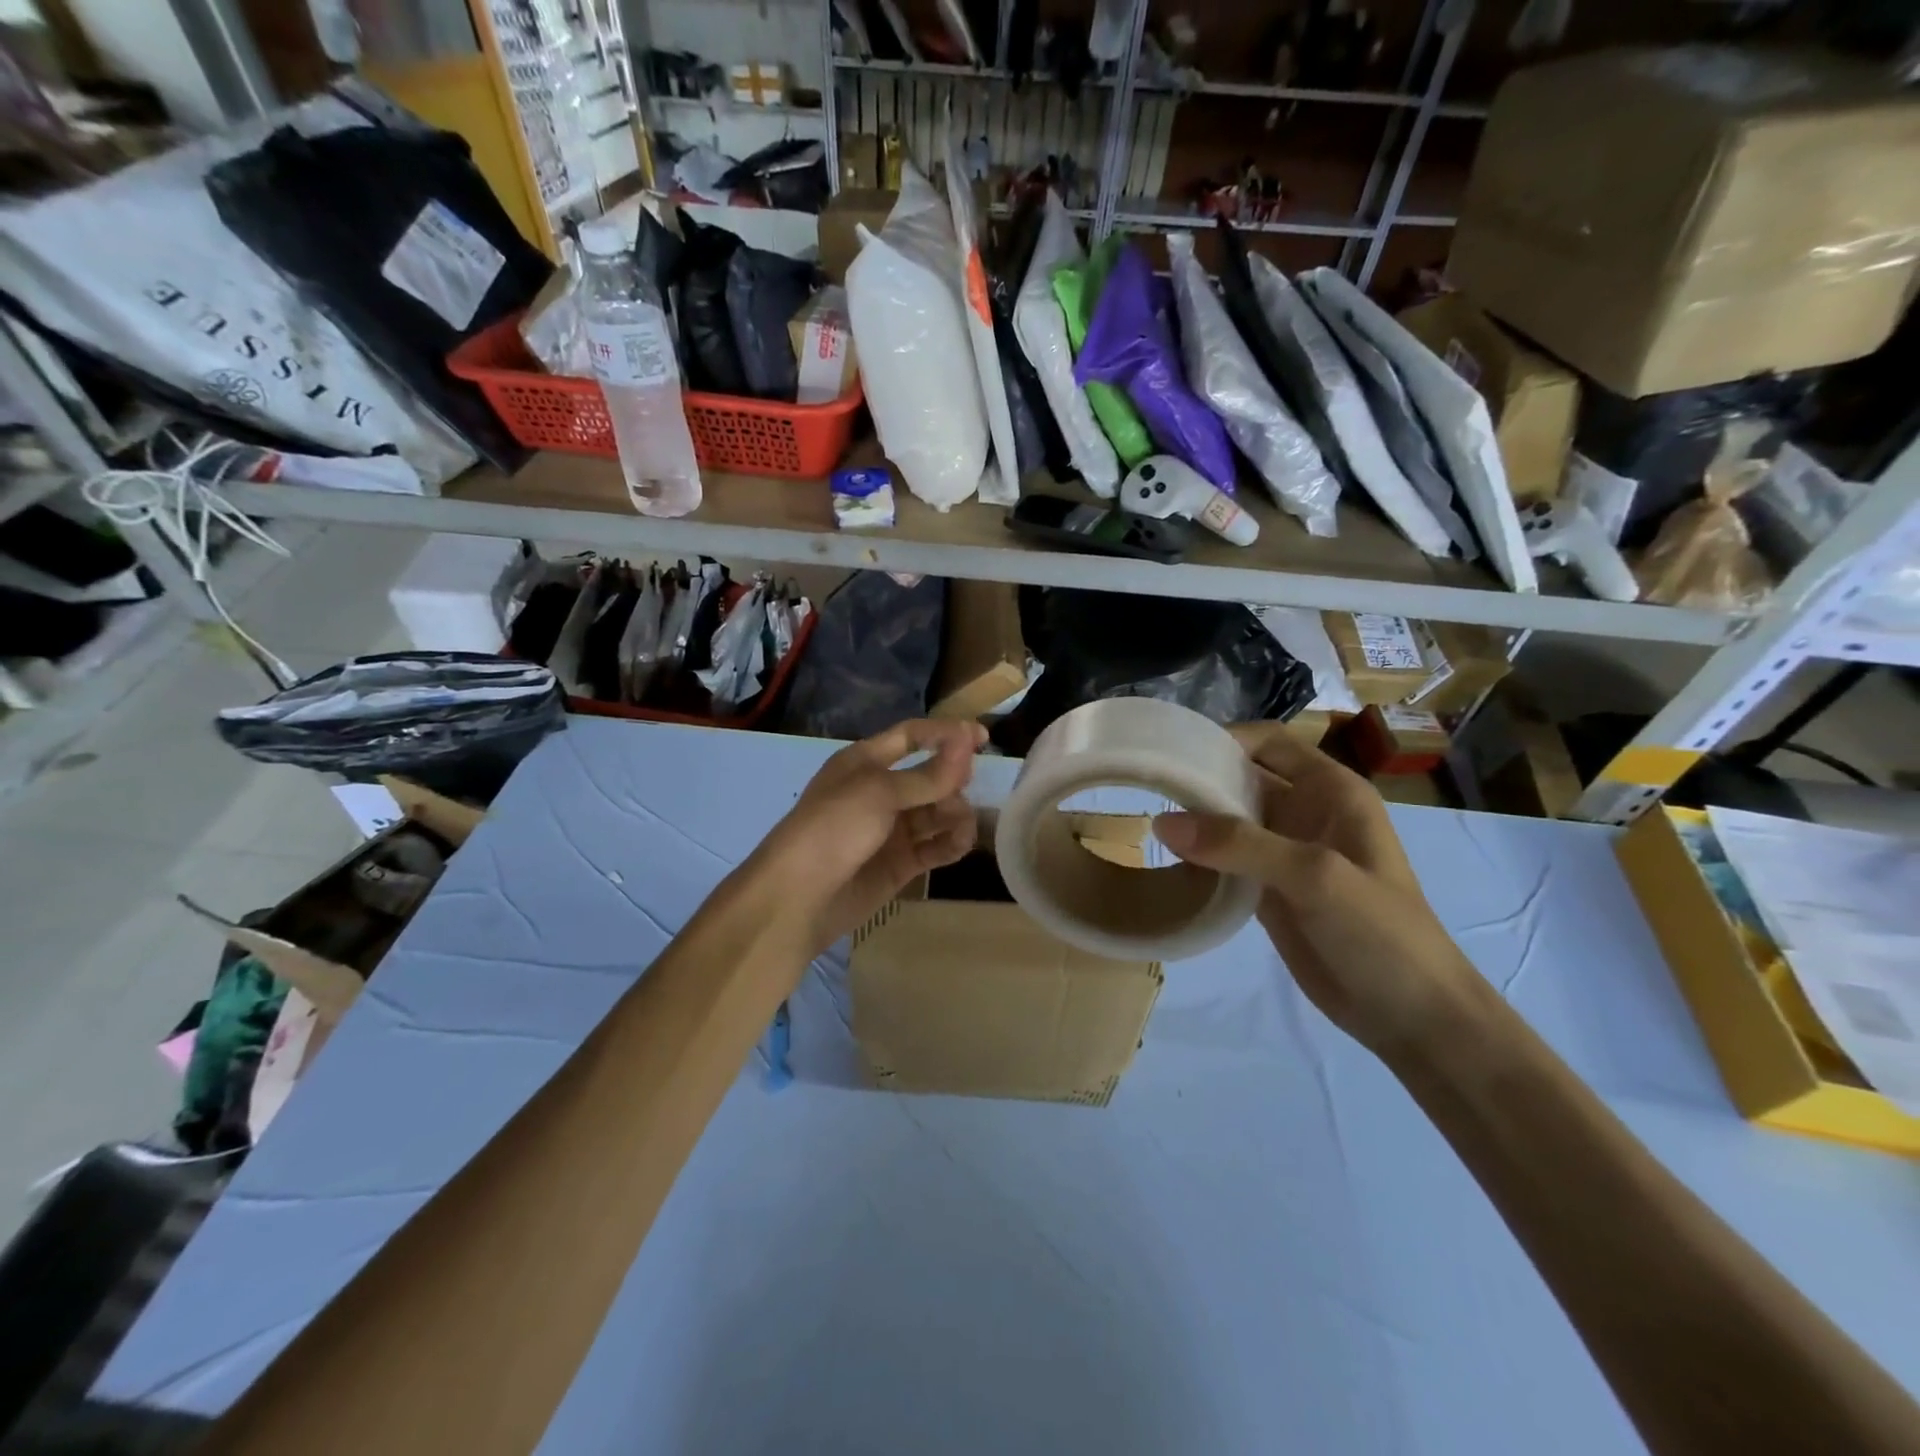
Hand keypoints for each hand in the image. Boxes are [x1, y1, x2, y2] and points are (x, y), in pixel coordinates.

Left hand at [746, 719, 985, 960]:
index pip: (912, 736)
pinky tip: (960, 844)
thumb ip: (928, 775)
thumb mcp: (880, 793)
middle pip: (930, 776)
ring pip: (936, 812)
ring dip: (955, 814)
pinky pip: (934, 846)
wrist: (798, 897)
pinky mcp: (899, 863)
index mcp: (865, 762)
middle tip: (965, 790)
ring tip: (961, 827)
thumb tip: (966, 743)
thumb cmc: (834, 828)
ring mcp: (890, 829)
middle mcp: (880, 791)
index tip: (983, 738)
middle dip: (953, 780)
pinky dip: (951, 843)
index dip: (946, 734)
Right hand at [1151, 724, 1478, 1054]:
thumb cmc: (1380, 933)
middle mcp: (1306, 812)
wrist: (1410, 1016)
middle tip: (1144, 787)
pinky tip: (1166, 861)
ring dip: (1195, 819)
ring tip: (1144, 818)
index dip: (1223, 740)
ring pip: (1231, 820)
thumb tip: (1161, 822)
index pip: (1268, 743)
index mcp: (1330, 791)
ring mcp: (1287, 853)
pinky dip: (1199, 857)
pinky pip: (1227, 860)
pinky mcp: (1270, 890)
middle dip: (1200, 779)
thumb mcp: (1315, 877)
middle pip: (1243, 778)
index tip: (1171, 753)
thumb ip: (1240, 844)